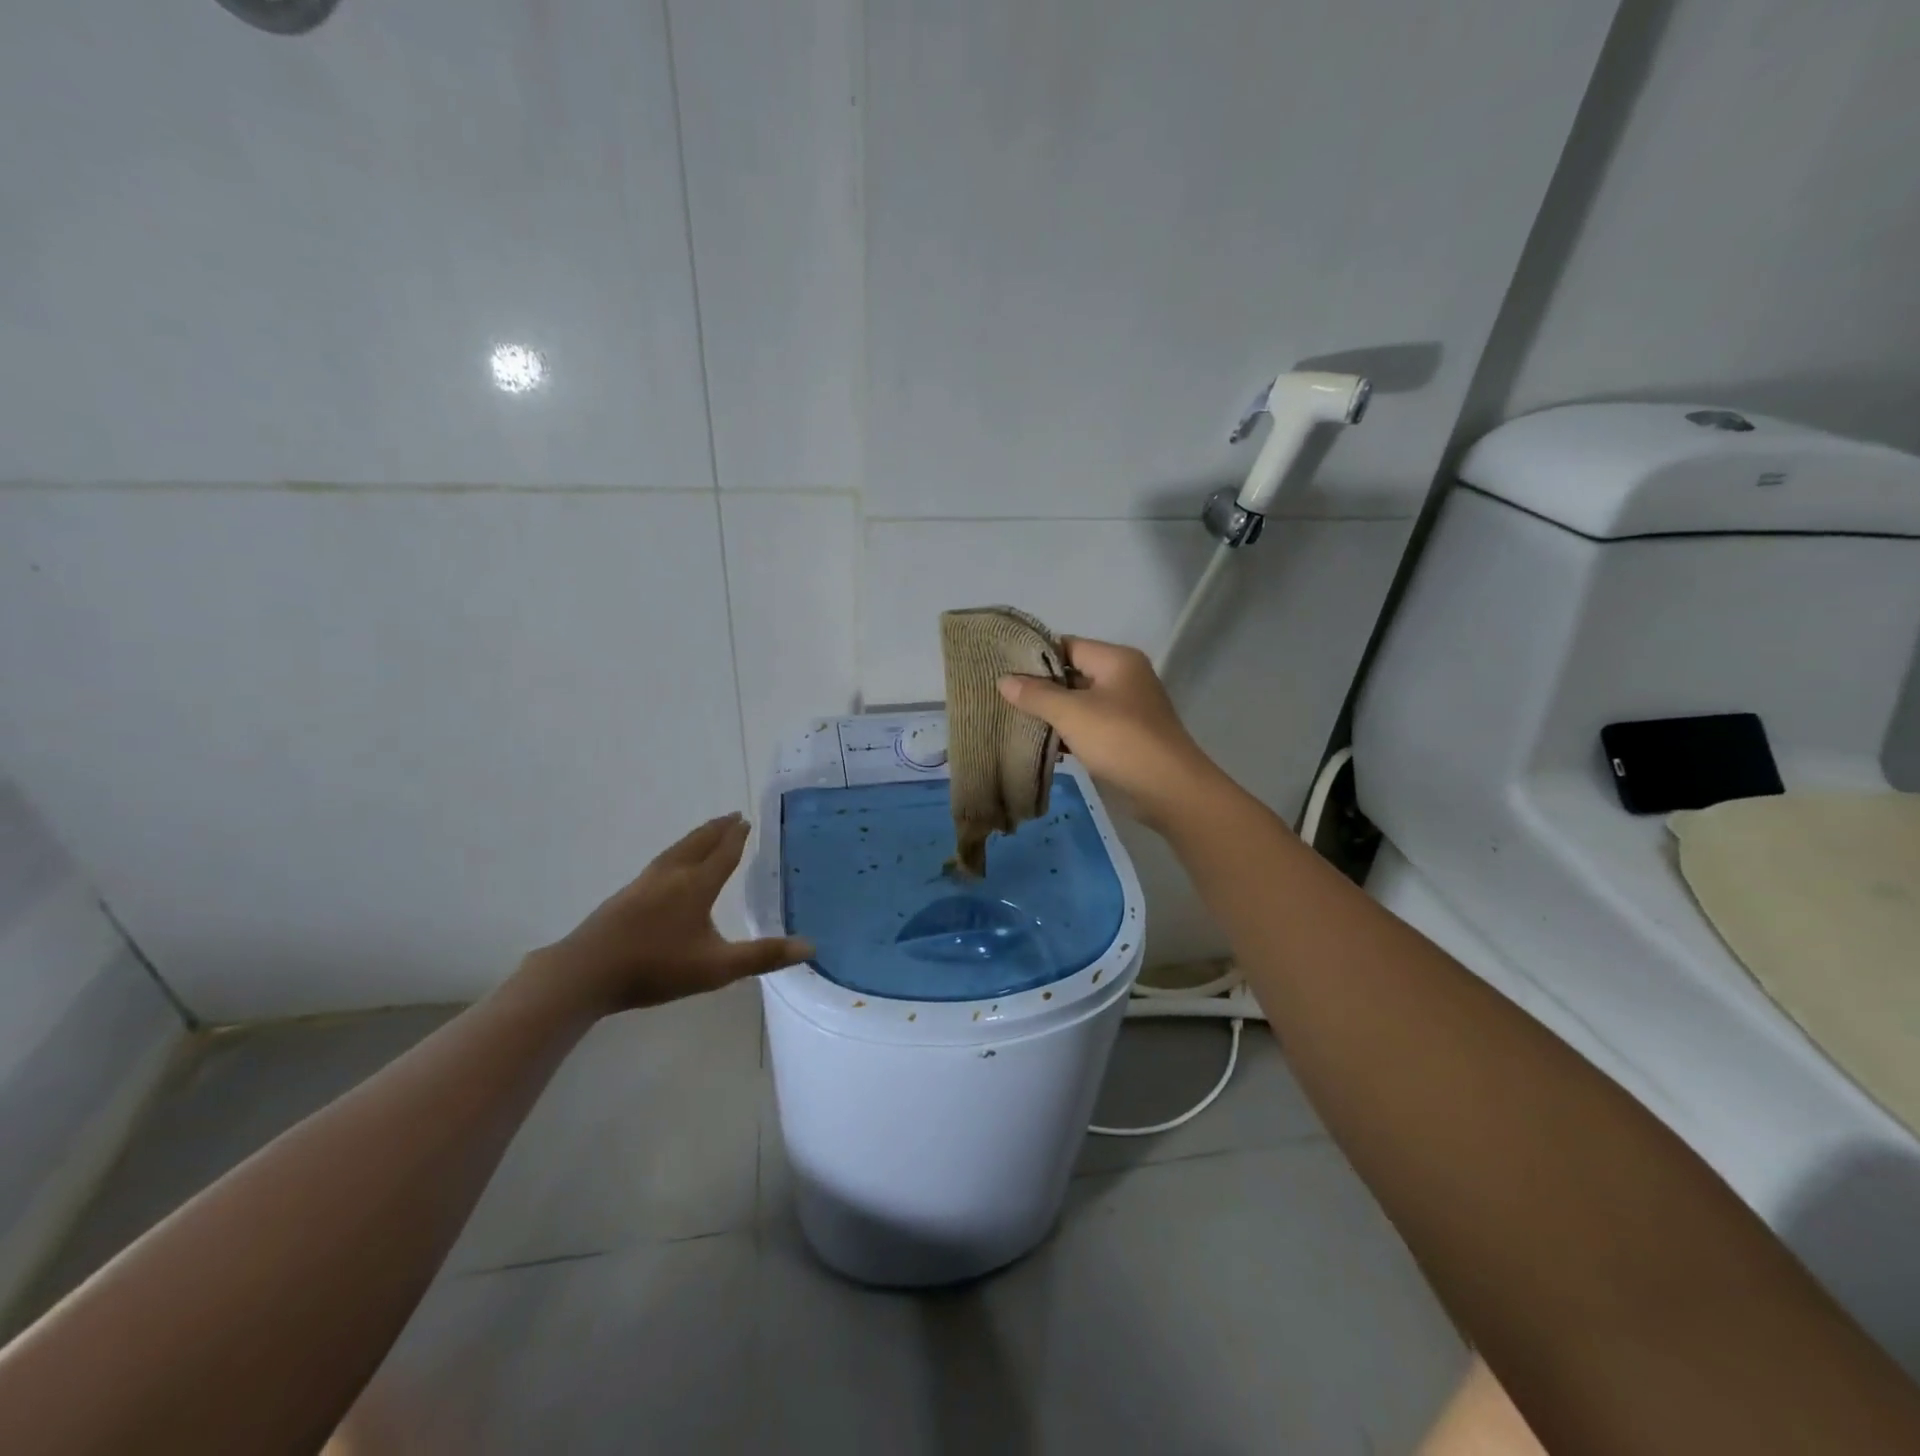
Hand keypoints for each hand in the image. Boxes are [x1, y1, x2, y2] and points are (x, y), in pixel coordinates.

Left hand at [517, 813, 811, 1016]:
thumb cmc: (657, 968)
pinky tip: (669, 866)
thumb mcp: (717, 968)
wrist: (587, 972)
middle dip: (717, 829)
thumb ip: (763, 956)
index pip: (722, 854)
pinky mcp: (626, 895)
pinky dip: (676, 852)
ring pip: (676, 850)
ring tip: (706, 832)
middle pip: (698, 843)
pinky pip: (661, 862)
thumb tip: (810, 947)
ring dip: (695, 837)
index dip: (736, 837)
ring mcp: (645, 883)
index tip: (746, 820)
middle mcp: (672, 875)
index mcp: (697, 886)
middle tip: (732, 815)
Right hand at [997, 637, 1225, 829]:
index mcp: (1116, 660)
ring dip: (1052, 713)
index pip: (1067, 645)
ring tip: (1015, 721)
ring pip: (1080, 703)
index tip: (1003, 669)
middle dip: (1041, 687)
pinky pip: (1089, 726)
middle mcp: (1124, 678)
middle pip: (1073, 674)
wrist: (1169, 789)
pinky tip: (1042, 745)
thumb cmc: (1120, 740)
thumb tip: (1004, 680)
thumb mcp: (1072, 713)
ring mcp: (1127, 709)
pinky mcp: (1125, 737)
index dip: (1035, 656)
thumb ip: (1036, 694)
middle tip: (1003, 697)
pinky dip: (1068, 733)